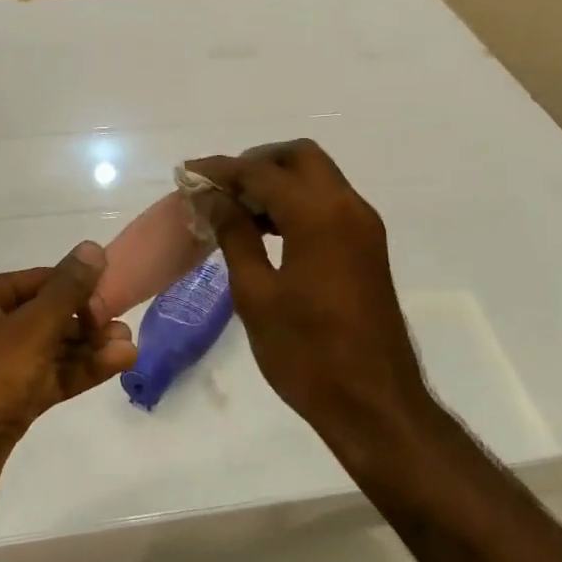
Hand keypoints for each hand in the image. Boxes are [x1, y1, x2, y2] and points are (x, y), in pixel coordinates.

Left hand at [0, 243, 136, 519]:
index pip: (39, 280)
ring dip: (88, 348)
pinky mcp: (4, 405)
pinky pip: (46, 378)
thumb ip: (67, 290)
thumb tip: (92, 248)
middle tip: (125, 328)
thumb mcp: (30, 329)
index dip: (78, 287)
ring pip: (49, 349)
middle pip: (45, 314)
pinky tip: (115, 366)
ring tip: (130, 348)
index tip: (115, 300)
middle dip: (87, 320)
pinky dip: (77, 372)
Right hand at [184, 141, 425, 434]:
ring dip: (277, 182)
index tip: (187, 174)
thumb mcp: (256, 293)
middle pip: (299, 157)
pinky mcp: (367, 247)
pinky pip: (328, 203)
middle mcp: (348, 207)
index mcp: (319, 215)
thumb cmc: (307, 352)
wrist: (375, 403)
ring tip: (234, 209)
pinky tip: (265, 230)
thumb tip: (210, 196)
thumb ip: (234, 234)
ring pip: (317, 177)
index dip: (221, 170)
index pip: (262, 171)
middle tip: (219, 189)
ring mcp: (363, 226)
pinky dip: (296, 202)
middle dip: (256, 163)